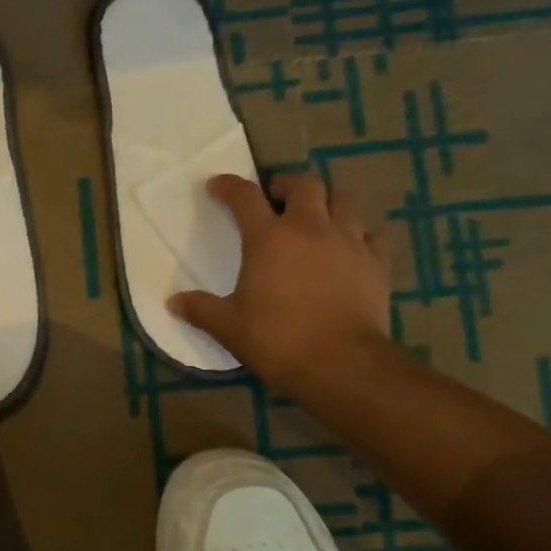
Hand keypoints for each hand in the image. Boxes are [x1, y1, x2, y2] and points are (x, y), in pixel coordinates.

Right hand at [170, 173, 391, 399]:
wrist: (342, 364)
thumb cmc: (278, 341)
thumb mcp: (229, 328)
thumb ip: (201, 310)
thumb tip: (173, 302)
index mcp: (269, 239)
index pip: (245, 196)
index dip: (229, 186)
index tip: (218, 186)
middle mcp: (311, 229)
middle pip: (305, 185)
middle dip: (287, 186)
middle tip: (276, 200)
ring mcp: (349, 242)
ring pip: (344, 201)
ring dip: (327, 203)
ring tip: (317, 219)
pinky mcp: (377, 263)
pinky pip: (373, 234)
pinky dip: (360, 235)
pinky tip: (352, 249)